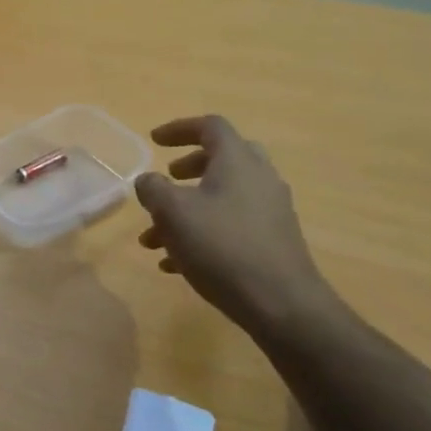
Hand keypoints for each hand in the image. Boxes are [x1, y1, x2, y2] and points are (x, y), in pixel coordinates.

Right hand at [135, 114, 333, 336]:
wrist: (281, 304)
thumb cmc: (222, 247)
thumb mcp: (172, 213)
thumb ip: (153, 189)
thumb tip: (148, 180)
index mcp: (237, 161)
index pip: (210, 126)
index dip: (179, 128)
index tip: (153, 141)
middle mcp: (259, 178)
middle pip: (223, 158)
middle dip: (189, 168)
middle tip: (167, 180)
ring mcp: (270, 211)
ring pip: (223, 197)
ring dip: (188, 209)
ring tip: (155, 238)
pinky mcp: (273, 241)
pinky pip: (232, 225)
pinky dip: (203, 232)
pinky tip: (177, 264)